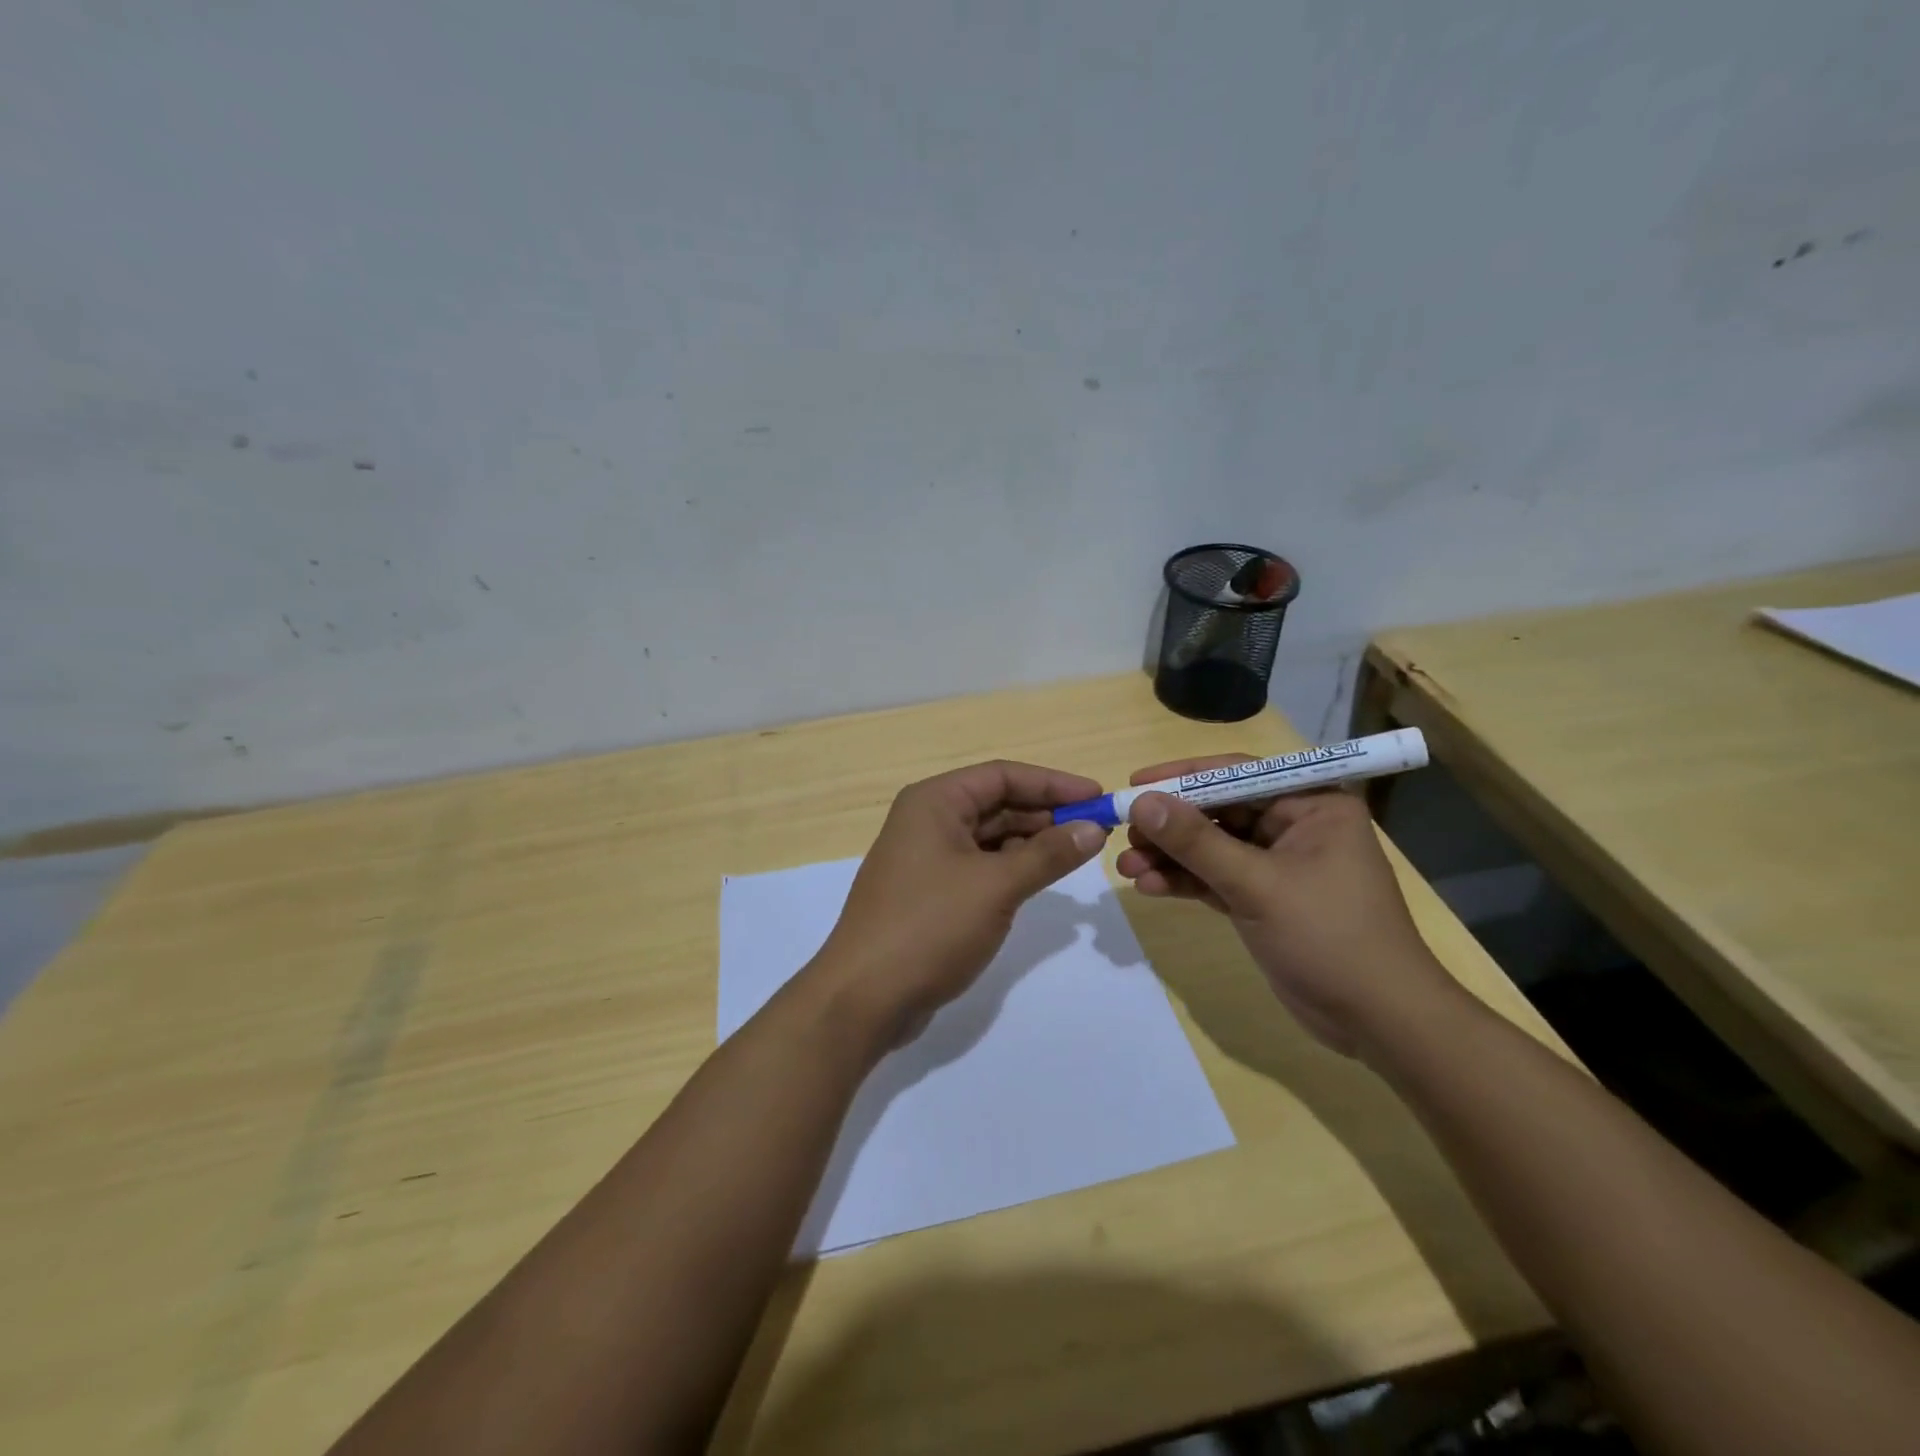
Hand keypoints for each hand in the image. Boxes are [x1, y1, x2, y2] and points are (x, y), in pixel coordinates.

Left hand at [812, 760, 1110, 1046]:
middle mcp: (926, 820)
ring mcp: (925, 858)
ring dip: (1030, 844)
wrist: (864, 997)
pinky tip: (1038, 881)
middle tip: (1095, 831)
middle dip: (1045, 815)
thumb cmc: (930, 926)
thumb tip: (1094, 828)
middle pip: (995, 804)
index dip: (1052, 783)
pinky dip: (1010, 869)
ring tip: (1075, 856)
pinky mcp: (929, 893)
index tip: (1098, 797)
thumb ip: (1048, 854)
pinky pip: (978, 867)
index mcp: (934, 802)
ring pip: (988, 838)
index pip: (1002, 776)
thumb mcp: (996, 886)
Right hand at [1113, 754, 1458, 1057]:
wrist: (1379, 1021)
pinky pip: (1215, 879)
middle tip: (1124, 834)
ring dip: (1170, 857)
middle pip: (1218, 812)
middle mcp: (1294, 826)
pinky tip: (1148, 887)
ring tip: (1125, 867)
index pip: (1237, 775)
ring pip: (1211, 848)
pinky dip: (1184, 882)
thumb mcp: (1258, 884)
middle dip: (1170, 825)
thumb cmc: (1330, 936)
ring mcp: (1277, 865)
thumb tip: (1141, 802)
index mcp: (1311, 805)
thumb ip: (1196, 842)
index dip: (1183, 777)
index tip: (1135, 784)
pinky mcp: (1263, 900)